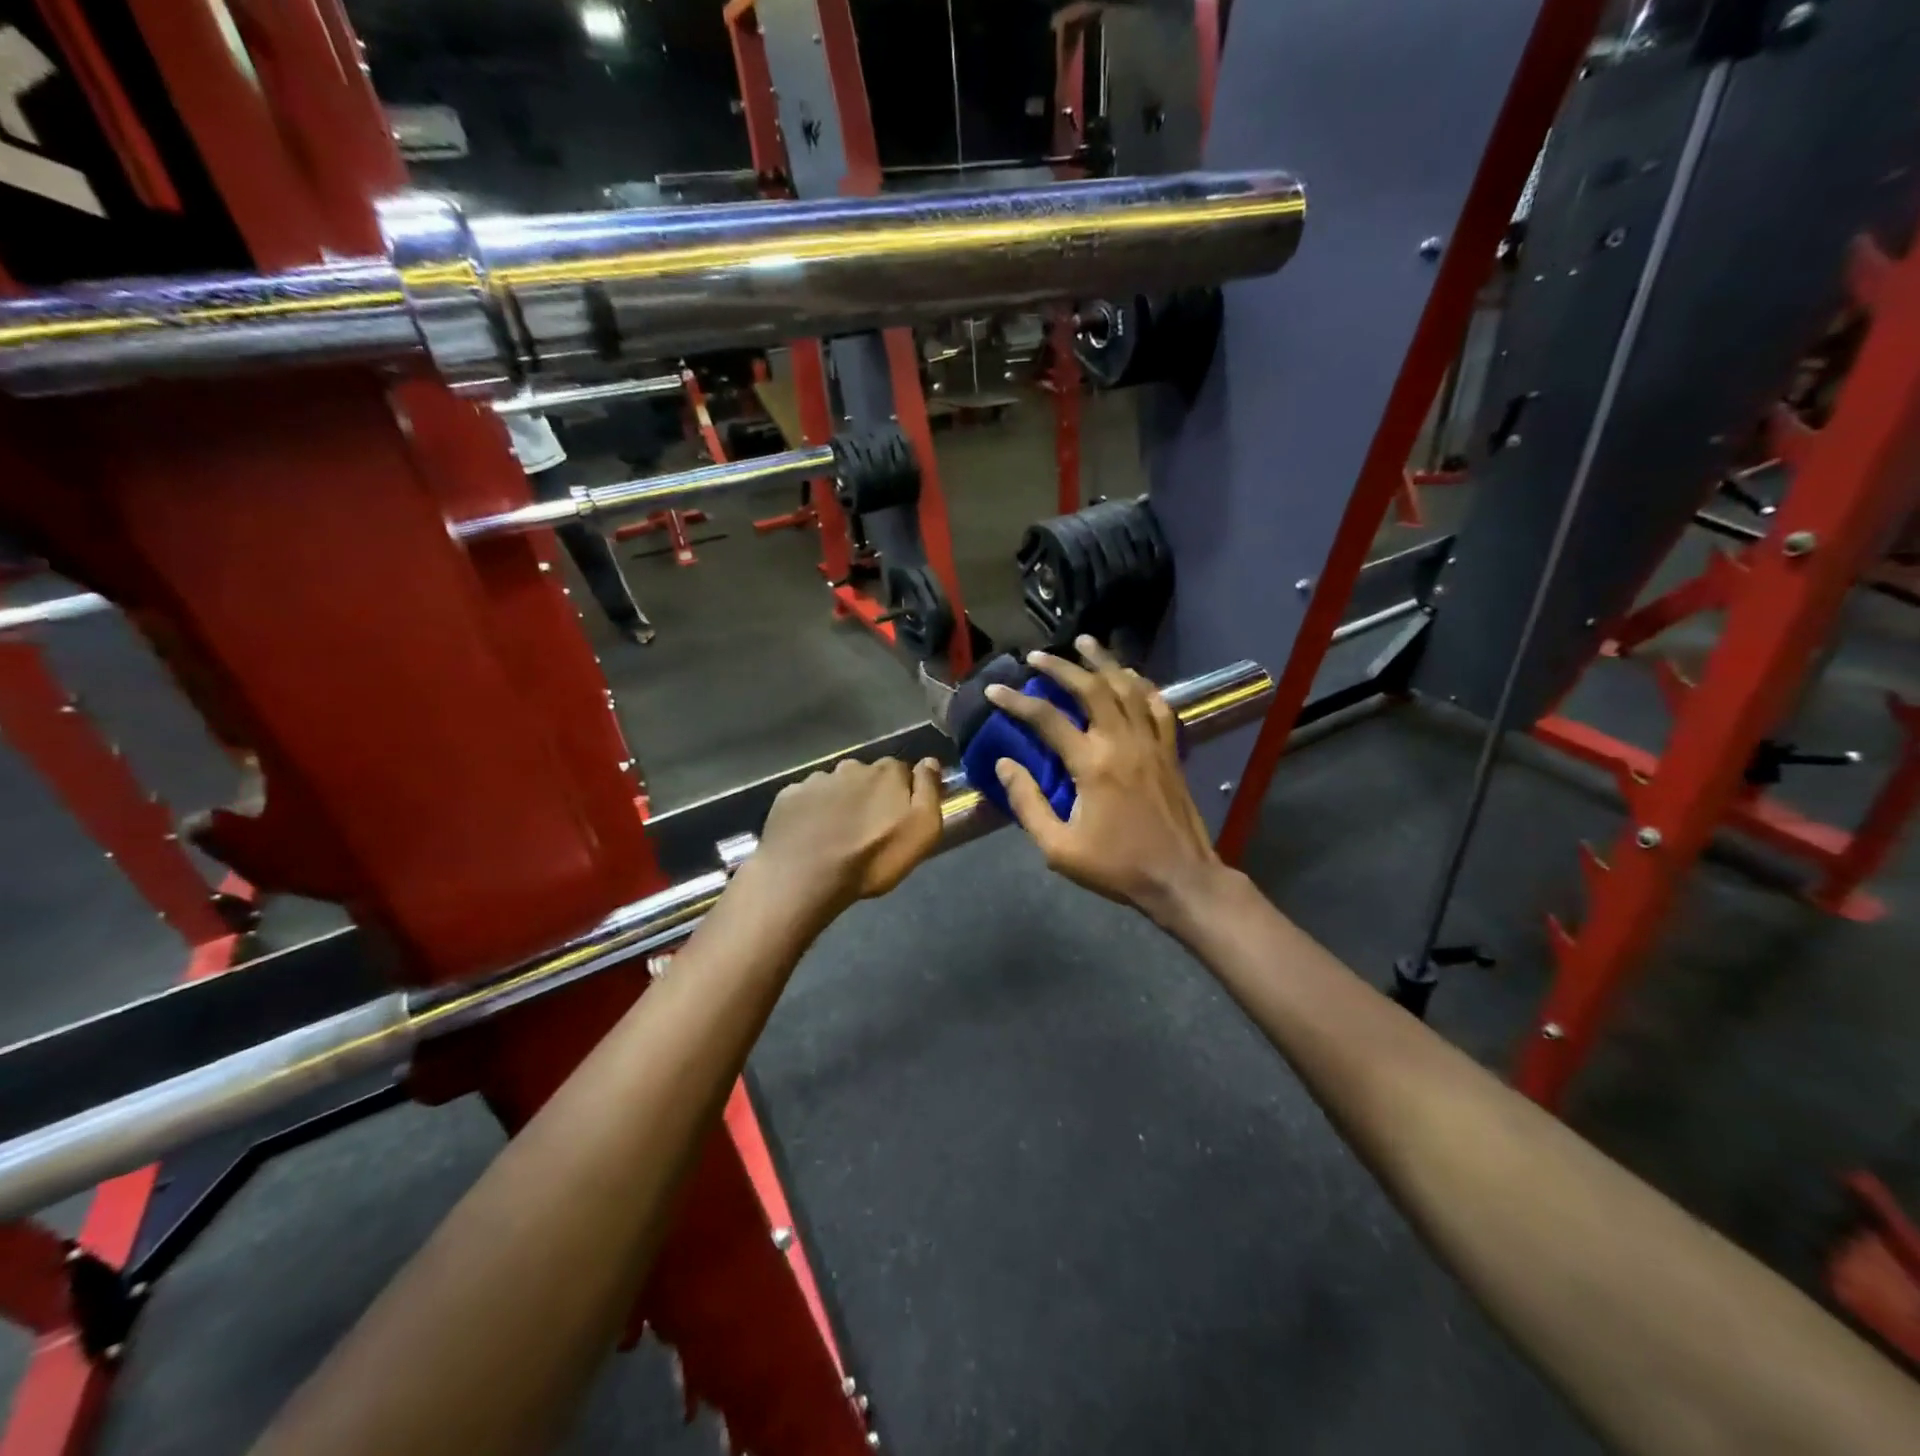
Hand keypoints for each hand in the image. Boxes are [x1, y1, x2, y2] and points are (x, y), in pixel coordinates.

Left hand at [752, 756, 946, 914]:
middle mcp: (851, 767)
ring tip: (836, 834)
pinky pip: (806, 799)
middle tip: (868, 828)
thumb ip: (929, 791)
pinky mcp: (788, 797)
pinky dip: (811, 812)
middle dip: (870, 795)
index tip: (900, 816)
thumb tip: (930, 762)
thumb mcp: (922, 830)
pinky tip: (810, 835)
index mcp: (886, 772)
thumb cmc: (873, 857)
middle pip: (867, 776)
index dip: (903, 793)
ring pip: (835, 787)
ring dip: (839, 803)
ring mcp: (816, 780)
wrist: (805, 876)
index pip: (902, 771)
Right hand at [986, 636, 1225, 923]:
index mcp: (1091, 764)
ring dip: (1104, 662)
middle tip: (1037, 655)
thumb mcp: (1059, 847)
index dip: (1016, 700)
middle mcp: (1121, 742)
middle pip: (1090, 688)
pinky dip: (1143, 685)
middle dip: (1060, 666)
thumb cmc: (1116, 866)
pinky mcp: (1170, 751)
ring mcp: (1151, 743)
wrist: (1180, 878)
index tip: (994, 688)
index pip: (1046, 719)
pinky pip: (1157, 706)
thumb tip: (1005, 765)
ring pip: (1127, 687)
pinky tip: (1131, 676)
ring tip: (1085, 643)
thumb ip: (1028, 803)